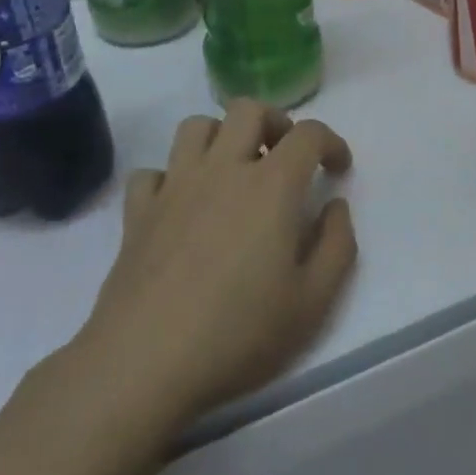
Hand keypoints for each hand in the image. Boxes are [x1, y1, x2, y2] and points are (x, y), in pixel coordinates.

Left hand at [74, 100, 356, 433]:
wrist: (143, 364)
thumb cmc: (239, 333)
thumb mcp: (313, 301)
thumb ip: (337, 245)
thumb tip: (334, 207)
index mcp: (271, 185)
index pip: (308, 134)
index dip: (332, 142)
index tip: (338, 169)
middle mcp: (222, 170)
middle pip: (247, 110)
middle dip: (276, 122)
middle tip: (286, 158)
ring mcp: (174, 187)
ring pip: (196, 127)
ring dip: (222, 137)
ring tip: (236, 171)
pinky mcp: (137, 213)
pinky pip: (153, 171)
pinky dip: (172, 177)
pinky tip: (184, 205)